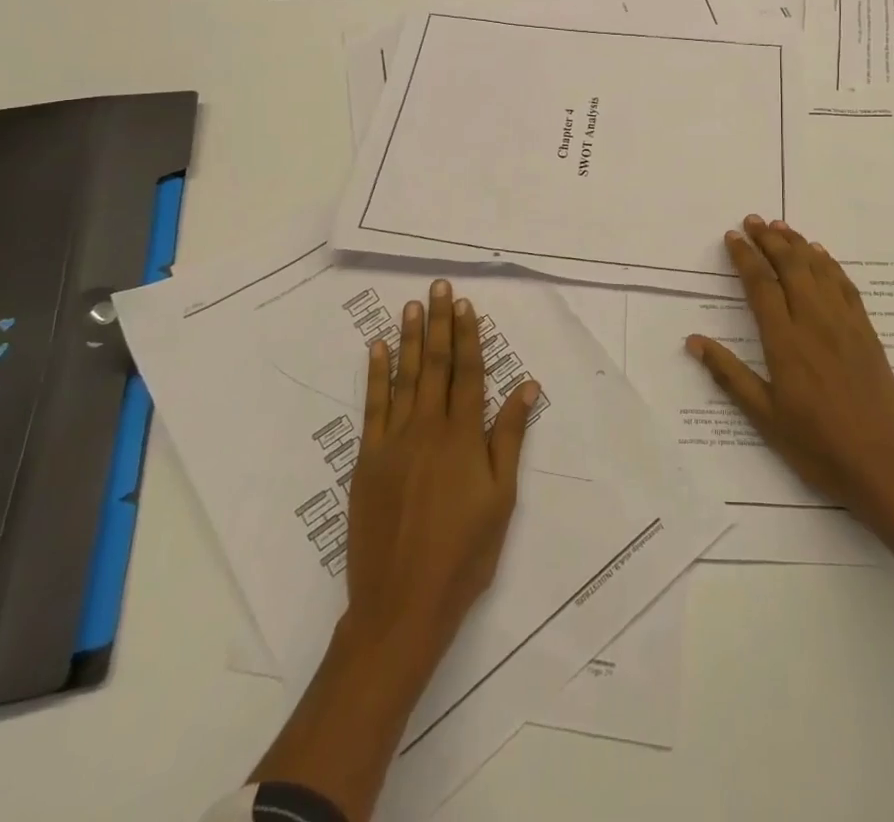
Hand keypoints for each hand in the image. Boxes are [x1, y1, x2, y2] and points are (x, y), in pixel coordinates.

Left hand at [344, 279, 537, 669]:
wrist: (400, 605)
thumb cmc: (463, 555)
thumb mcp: (501, 499)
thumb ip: (510, 438)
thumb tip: (527, 387)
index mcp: (463, 438)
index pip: (468, 373)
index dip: (468, 336)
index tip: (467, 305)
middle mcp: (427, 429)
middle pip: (434, 365)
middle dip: (439, 323)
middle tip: (440, 287)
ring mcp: (392, 443)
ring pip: (403, 378)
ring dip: (408, 339)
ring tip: (412, 305)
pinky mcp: (366, 461)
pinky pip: (371, 408)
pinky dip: (375, 376)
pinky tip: (376, 350)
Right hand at [686, 215, 893, 524]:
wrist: (883, 466)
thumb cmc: (816, 445)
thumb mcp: (764, 416)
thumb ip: (729, 375)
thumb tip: (693, 341)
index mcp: (785, 342)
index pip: (761, 284)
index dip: (745, 256)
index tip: (732, 236)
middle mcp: (814, 322)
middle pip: (790, 266)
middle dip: (769, 239)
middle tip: (753, 220)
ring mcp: (845, 324)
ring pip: (818, 269)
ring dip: (797, 243)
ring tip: (780, 225)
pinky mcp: (867, 333)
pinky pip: (846, 286)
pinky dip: (830, 264)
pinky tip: (821, 254)